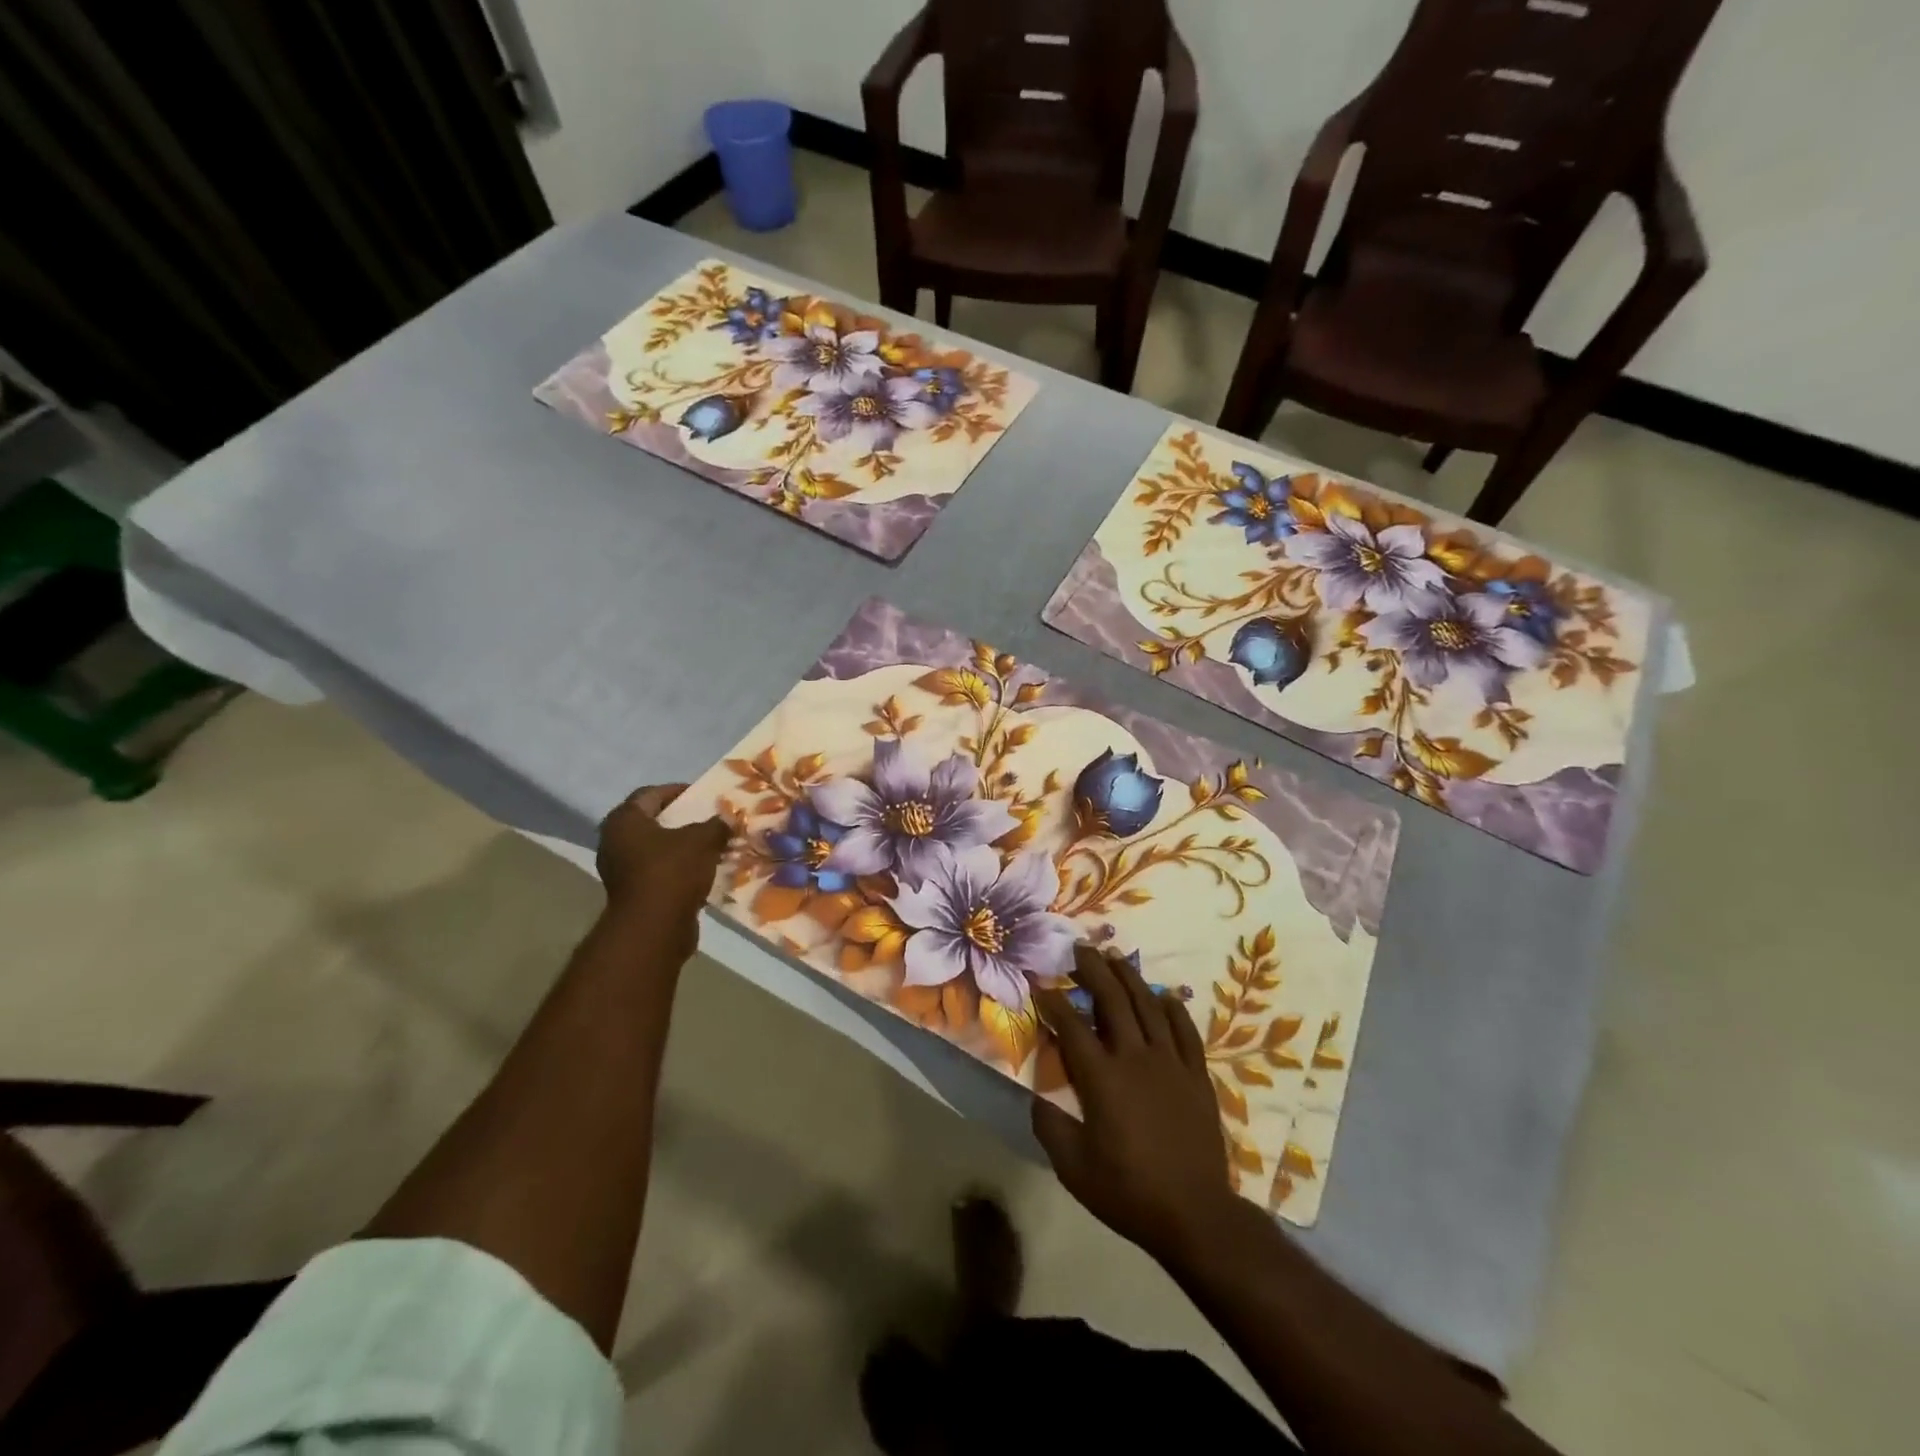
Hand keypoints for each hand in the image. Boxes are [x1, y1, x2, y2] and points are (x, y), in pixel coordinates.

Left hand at [596, 784, 729, 958]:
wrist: (654, 927)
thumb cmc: (672, 871)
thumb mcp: (703, 840)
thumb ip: (716, 825)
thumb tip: (726, 820)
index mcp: (624, 820)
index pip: (651, 794)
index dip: (677, 791)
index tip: (702, 795)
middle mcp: (614, 842)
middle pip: (652, 822)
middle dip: (680, 820)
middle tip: (707, 819)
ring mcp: (620, 870)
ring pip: (655, 849)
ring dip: (681, 847)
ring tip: (710, 846)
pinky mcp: (632, 894)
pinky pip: (658, 872)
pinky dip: (677, 869)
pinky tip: (702, 872)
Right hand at [1032, 945, 1239, 1266]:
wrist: (1195, 1214)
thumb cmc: (1128, 1191)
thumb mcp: (1073, 1167)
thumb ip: (1049, 1126)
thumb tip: (1036, 1096)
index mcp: (1102, 1079)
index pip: (1072, 1026)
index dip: (1054, 1001)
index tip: (1041, 984)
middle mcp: (1135, 1058)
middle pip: (1113, 1000)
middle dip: (1093, 970)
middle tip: (1079, 948)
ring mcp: (1170, 1063)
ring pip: (1148, 1006)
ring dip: (1129, 977)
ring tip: (1115, 956)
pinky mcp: (1196, 1075)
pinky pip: (1184, 1030)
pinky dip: (1172, 1008)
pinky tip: (1164, 995)